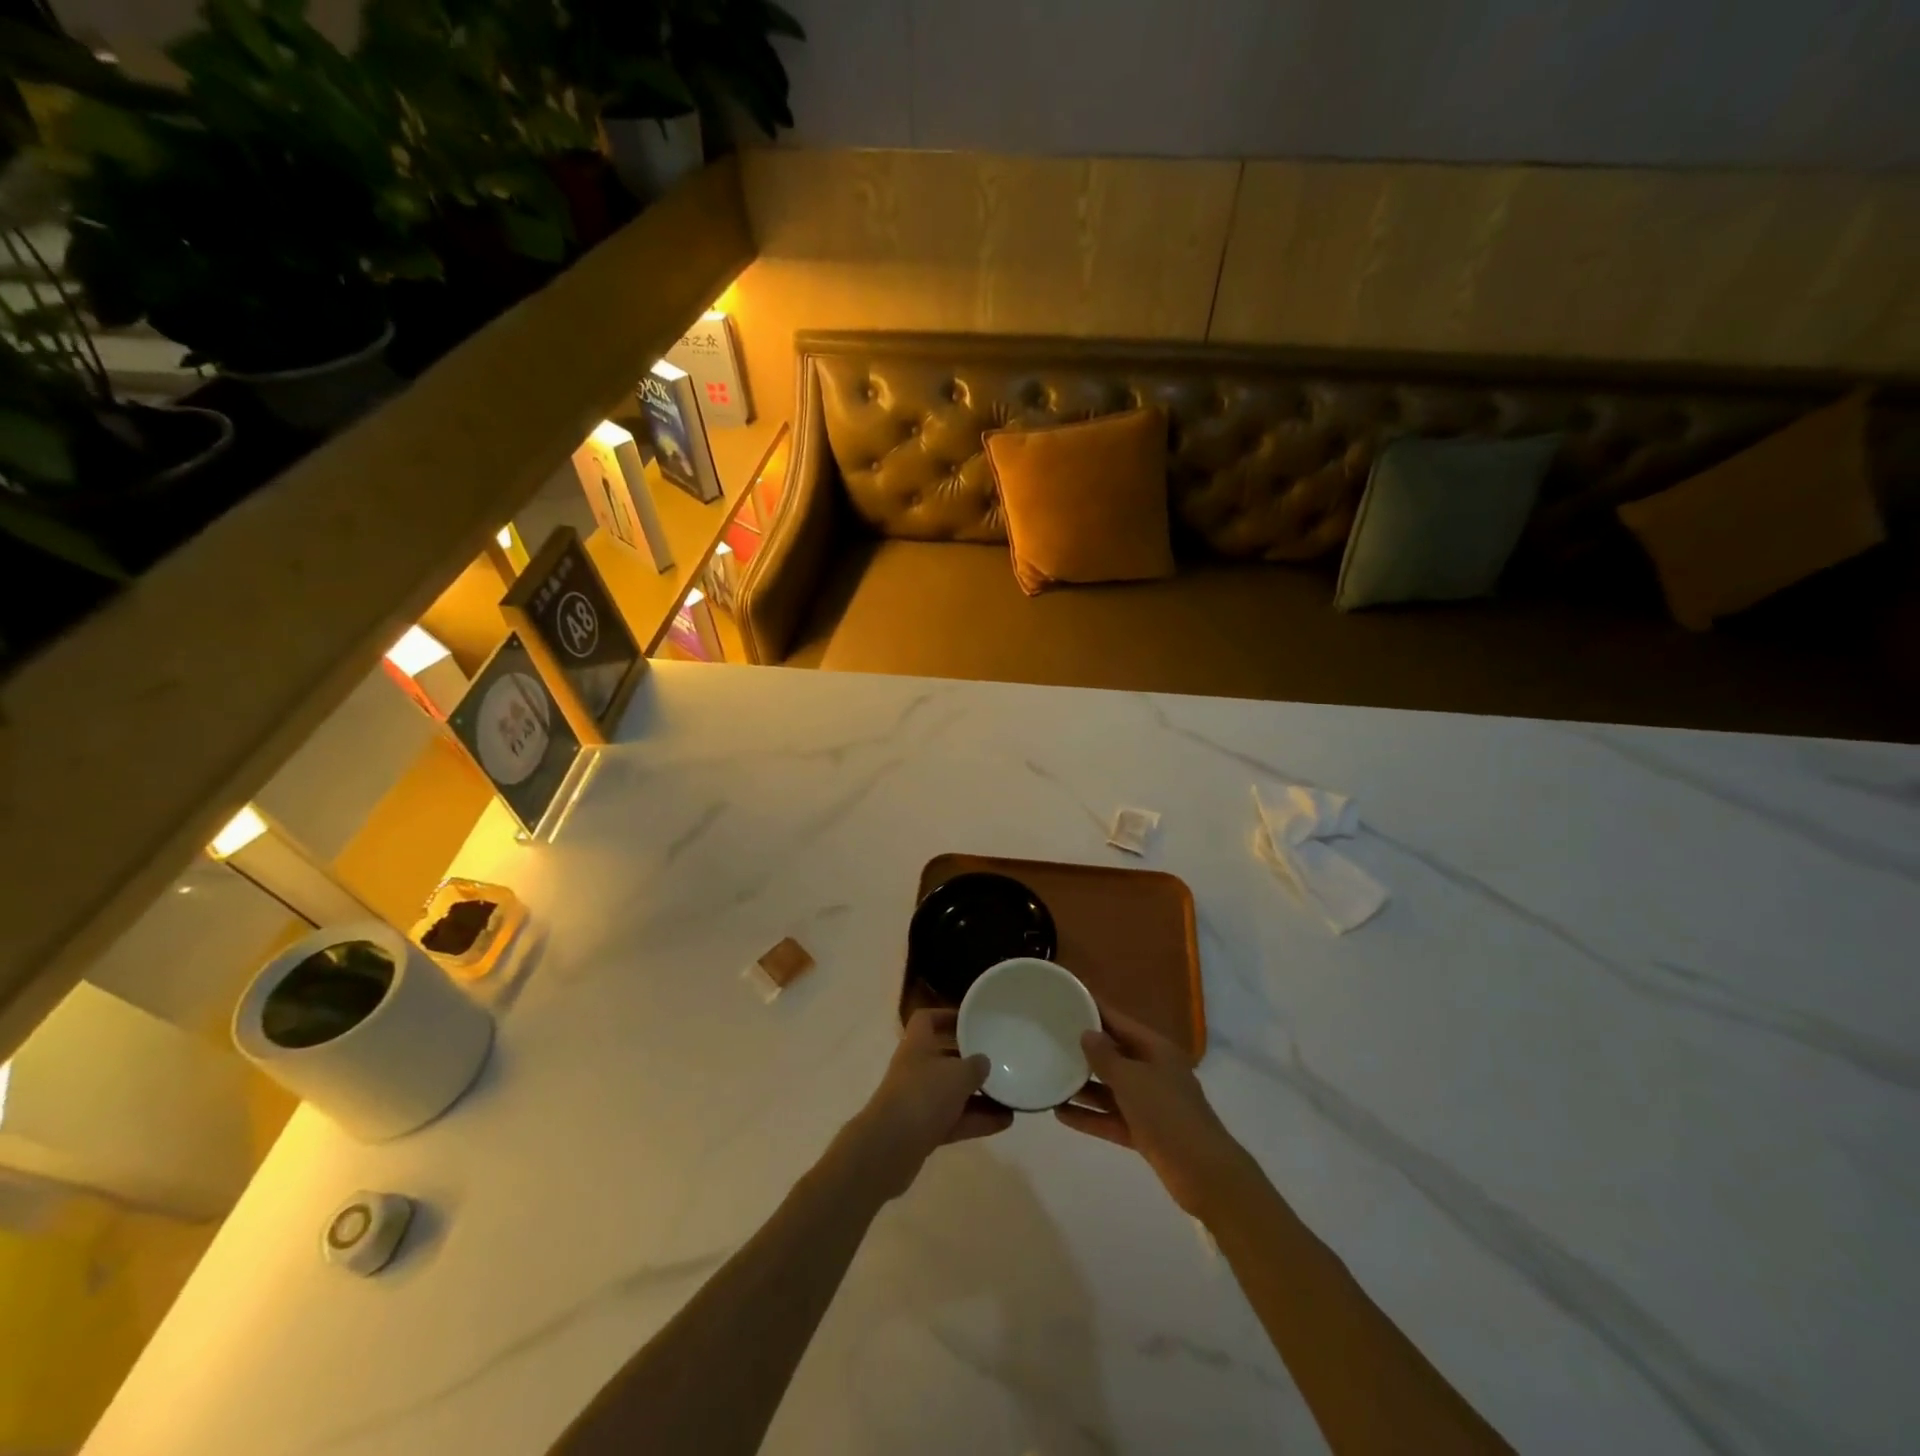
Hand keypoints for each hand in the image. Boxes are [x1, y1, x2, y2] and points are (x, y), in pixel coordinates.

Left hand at [845, 1009, 1012, 1199]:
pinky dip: (977, 1120)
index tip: (971, 1021)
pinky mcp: (923, 1130)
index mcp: (917, 1044)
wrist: (890, 1147)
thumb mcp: (957, 1074)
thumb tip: (983, 1062)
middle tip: (997, 1061)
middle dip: (970, 1061)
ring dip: (979, 1096)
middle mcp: (915, 1069)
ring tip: (1010, 1096)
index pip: (927, 1019)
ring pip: (952, 1093)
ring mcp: (918, 1101)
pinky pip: (955, 1120)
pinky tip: (1004, 1122)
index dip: (947, 1016)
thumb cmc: (923, 1095)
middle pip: (944, 1057)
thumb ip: (975, 1065)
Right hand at [1054, 1003, 1256, 1217]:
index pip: (1120, 1021)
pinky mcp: (1144, 1132)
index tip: (1068, 997)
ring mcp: (1149, 1103)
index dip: (1095, 1009)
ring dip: (1083, 1086)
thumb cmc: (1167, 1113)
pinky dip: (1089, 1116)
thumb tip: (1087, 1033)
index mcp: (1155, 1049)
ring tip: (1050, 1076)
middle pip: (1114, 1054)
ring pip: (1110, 1088)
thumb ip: (1105, 1056)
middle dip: (1085, 1049)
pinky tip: (1060, 1113)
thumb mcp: (1131, 1079)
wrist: (1203, 1173)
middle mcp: (1153, 1071)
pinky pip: (1110, 1117)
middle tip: (1051, 1038)